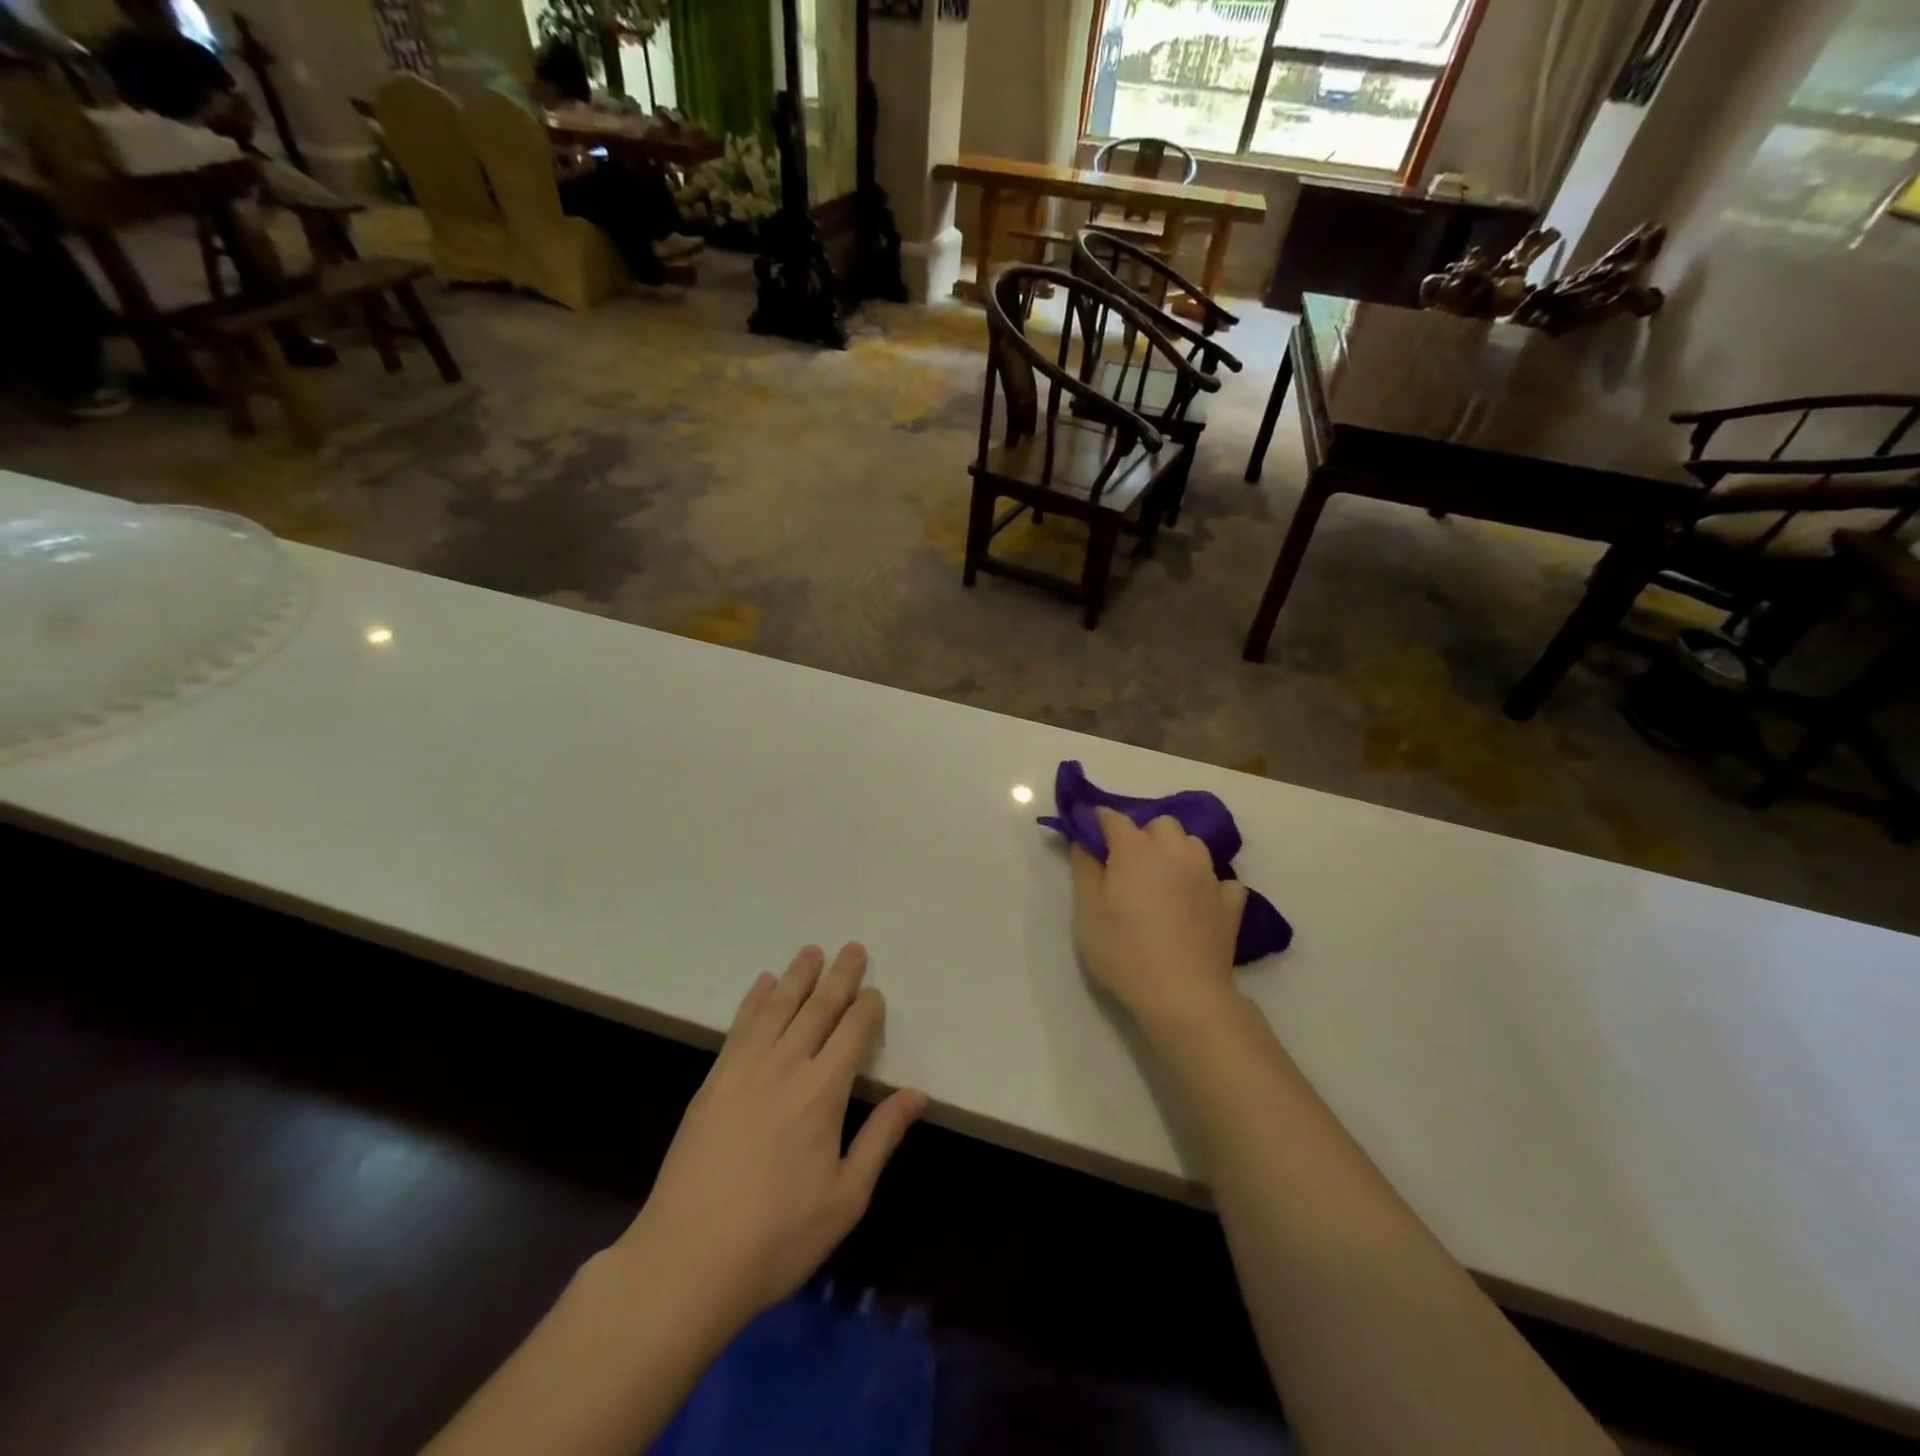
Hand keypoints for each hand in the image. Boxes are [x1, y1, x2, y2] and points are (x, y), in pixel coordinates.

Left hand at [621, 944, 926, 1331]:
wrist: (687, 1260)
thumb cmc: (778, 1237)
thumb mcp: (846, 1197)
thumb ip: (882, 1137)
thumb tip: (918, 1094)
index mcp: (822, 1091)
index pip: (853, 1032)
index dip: (867, 1008)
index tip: (875, 993)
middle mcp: (785, 1066)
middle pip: (818, 1008)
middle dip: (839, 977)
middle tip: (853, 947)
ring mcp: (744, 1069)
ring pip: (777, 1007)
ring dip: (797, 976)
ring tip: (812, 951)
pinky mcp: (713, 1081)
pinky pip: (739, 1026)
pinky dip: (754, 1000)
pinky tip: (763, 984)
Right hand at [1070, 807, 1246, 1024]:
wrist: (1183, 995)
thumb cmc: (1124, 951)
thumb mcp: (1087, 911)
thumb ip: (1084, 867)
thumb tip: (1084, 839)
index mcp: (1135, 849)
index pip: (1113, 818)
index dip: (1097, 821)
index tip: (1087, 833)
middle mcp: (1175, 851)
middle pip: (1160, 824)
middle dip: (1143, 834)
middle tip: (1128, 865)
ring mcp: (1207, 875)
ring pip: (1192, 845)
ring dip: (1176, 852)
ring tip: (1164, 881)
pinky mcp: (1230, 902)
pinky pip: (1220, 879)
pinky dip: (1207, 883)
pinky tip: (1197, 902)